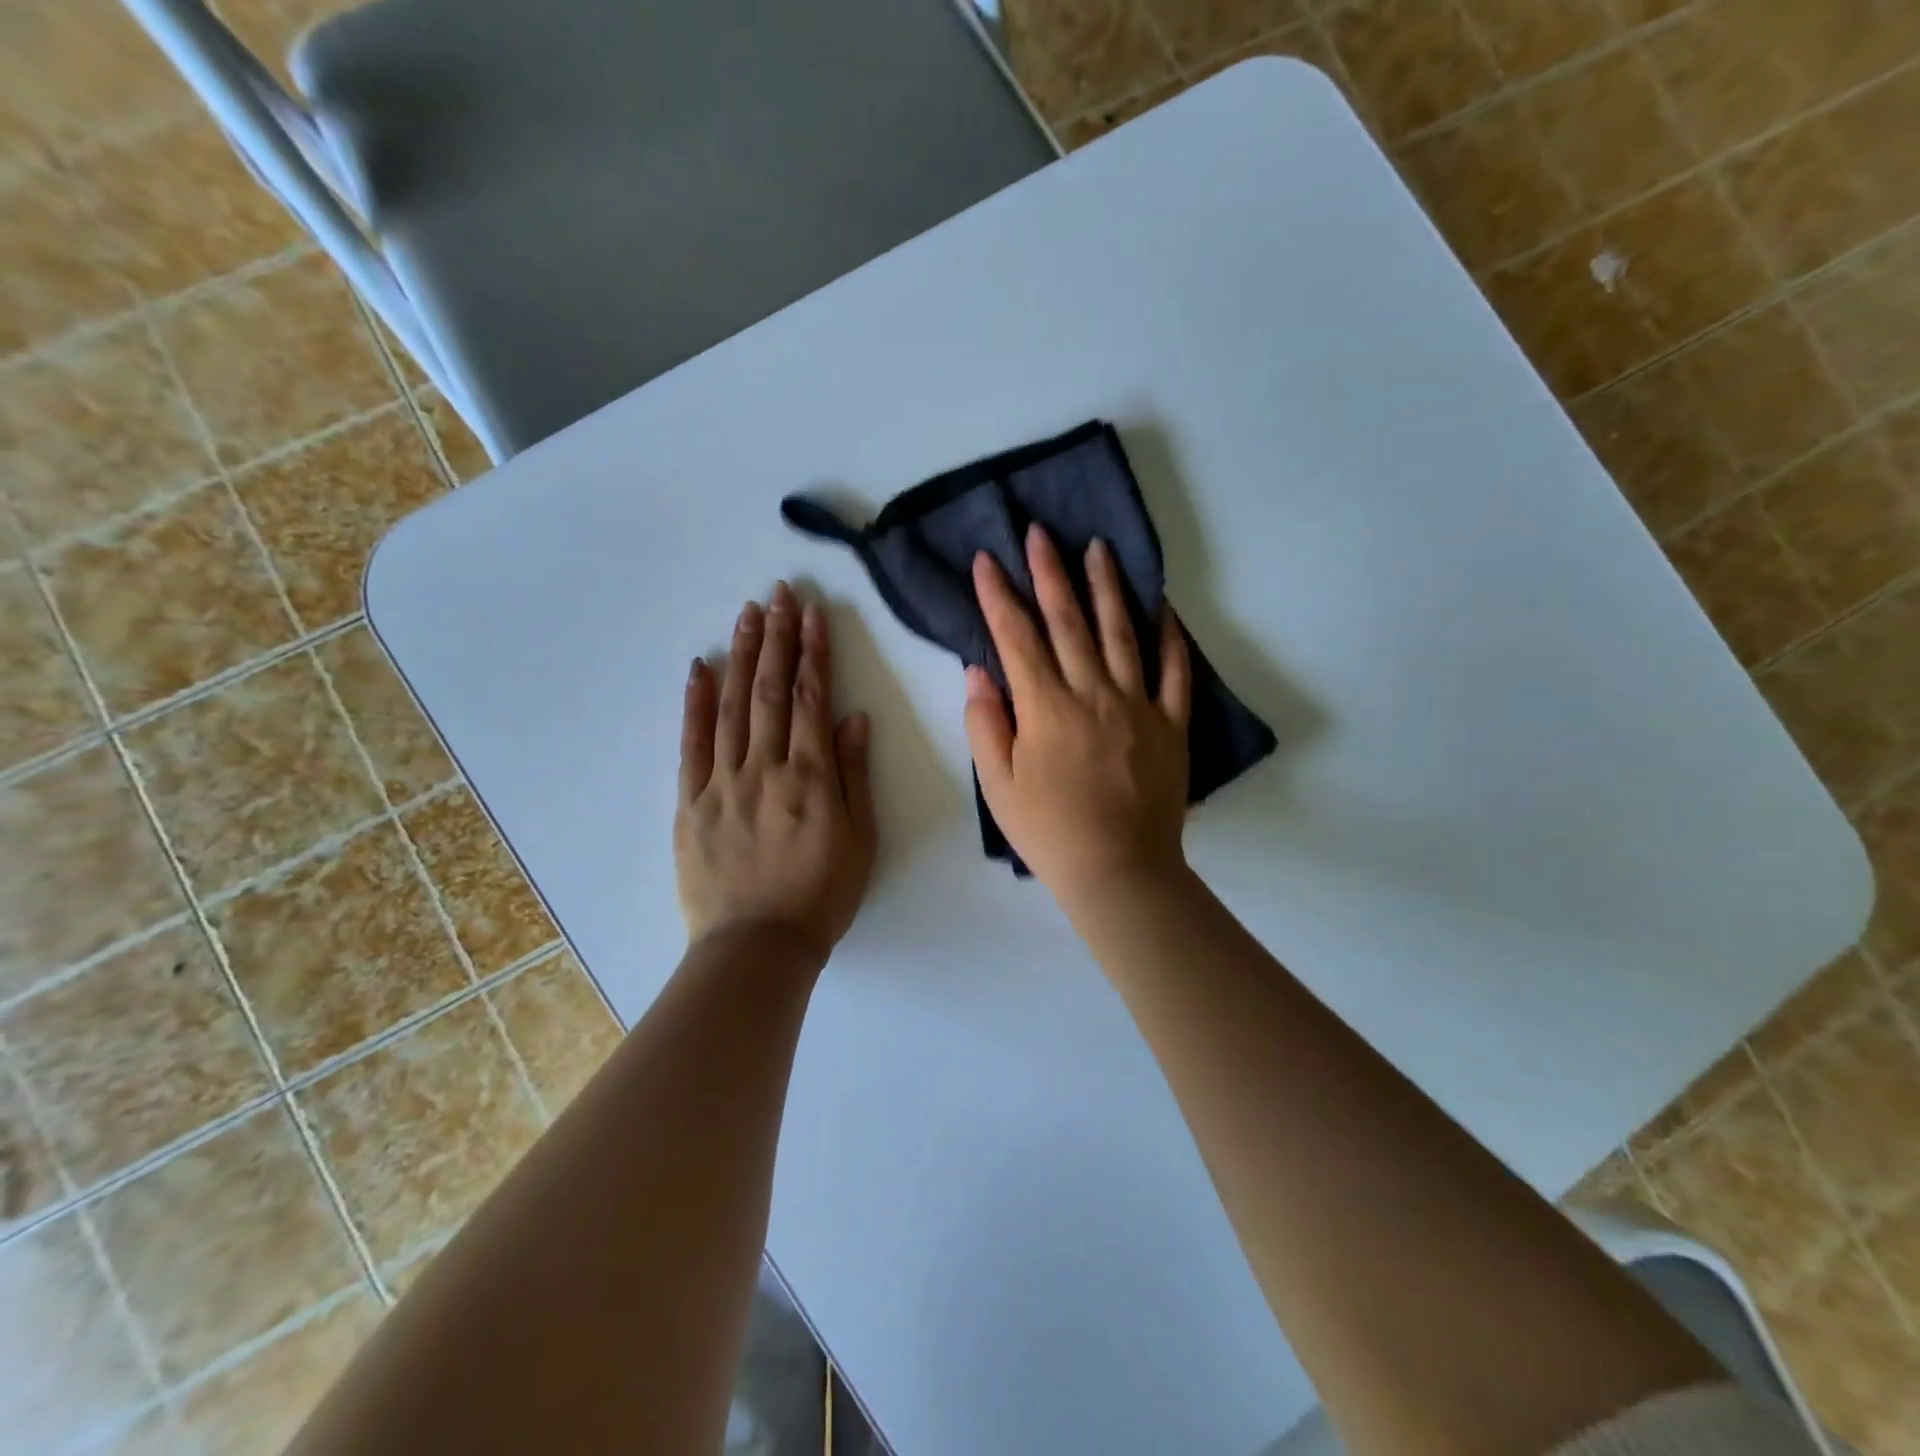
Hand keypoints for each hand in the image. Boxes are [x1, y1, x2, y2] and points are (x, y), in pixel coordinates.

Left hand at [676, 583, 877, 967]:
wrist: (757, 947)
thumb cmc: (821, 895)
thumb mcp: (860, 839)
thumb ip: (855, 775)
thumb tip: (854, 718)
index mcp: (811, 777)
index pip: (810, 698)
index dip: (813, 652)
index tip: (813, 613)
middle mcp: (765, 767)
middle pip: (769, 690)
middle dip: (777, 637)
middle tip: (779, 593)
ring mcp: (722, 782)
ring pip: (731, 706)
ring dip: (741, 655)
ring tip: (748, 613)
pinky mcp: (691, 802)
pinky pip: (691, 744)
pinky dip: (695, 702)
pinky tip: (700, 667)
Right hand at [965, 525, 1191, 910]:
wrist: (1119, 871)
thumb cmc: (1050, 832)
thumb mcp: (999, 786)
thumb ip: (986, 725)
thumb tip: (979, 673)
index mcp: (1045, 708)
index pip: (1016, 638)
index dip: (999, 595)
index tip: (987, 559)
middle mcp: (1092, 693)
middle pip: (1068, 621)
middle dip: (1050, 572)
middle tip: (1041, 532)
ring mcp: (1138, 704)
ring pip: (1121, 632)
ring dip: (1106, 587)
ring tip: (1098, 547)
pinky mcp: (1171, 723)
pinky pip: (1174, 671)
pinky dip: (1169, 636)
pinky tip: (1162, 606)